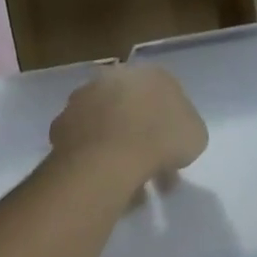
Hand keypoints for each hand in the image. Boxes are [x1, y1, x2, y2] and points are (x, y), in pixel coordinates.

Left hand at [49, 66, 206, 184]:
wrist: (109, 158)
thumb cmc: (162, 139)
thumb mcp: (195, 135)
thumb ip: (185, 127)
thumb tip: (174, 133)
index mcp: (152, 73)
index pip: (166, 94)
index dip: (171, 123)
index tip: (174, 148)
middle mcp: (115, 77)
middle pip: (132, 106)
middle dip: (141, 133)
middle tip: (152, 165)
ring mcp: (83, 98)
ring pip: (107, 123)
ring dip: (117, 145)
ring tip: (129, 182)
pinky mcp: (60, 124)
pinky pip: (85, 142)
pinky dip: (94, 157)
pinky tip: (106, 179)